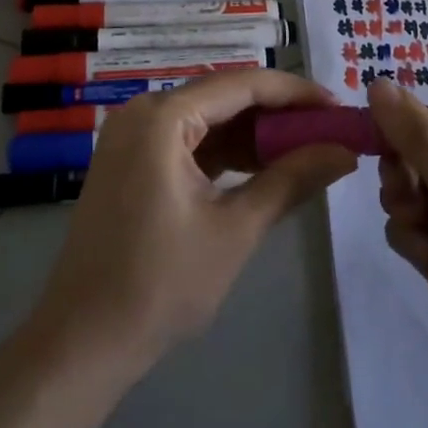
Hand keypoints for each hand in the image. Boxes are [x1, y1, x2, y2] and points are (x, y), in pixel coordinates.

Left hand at [31, 69, 356, 380]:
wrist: (83, 342)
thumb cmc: (160, 284)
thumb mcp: (236, 230)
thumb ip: (291, 180)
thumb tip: (344, 151)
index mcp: (162, 116)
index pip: (242, 85)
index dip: (296, 93)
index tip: (340, 107)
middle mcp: (144, 111)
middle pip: (225, 97)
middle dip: (278, 114)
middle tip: (329, 131)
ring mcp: (134, 136)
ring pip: (209, 119)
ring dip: (255, 134)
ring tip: (307, 149)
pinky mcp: (133, 161)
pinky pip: (190, 142)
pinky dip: (227, 152)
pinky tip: (264, 167)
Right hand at [368, 80, 427, 427]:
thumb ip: (425, 145)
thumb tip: (378, 83)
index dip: (423, 120)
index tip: (386, 132)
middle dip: (409, 165)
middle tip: (394, 185)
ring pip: (422, 193)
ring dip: (406, 200)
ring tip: (409, 224)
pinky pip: (421, 234)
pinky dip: (411, 236)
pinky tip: (419, 256)